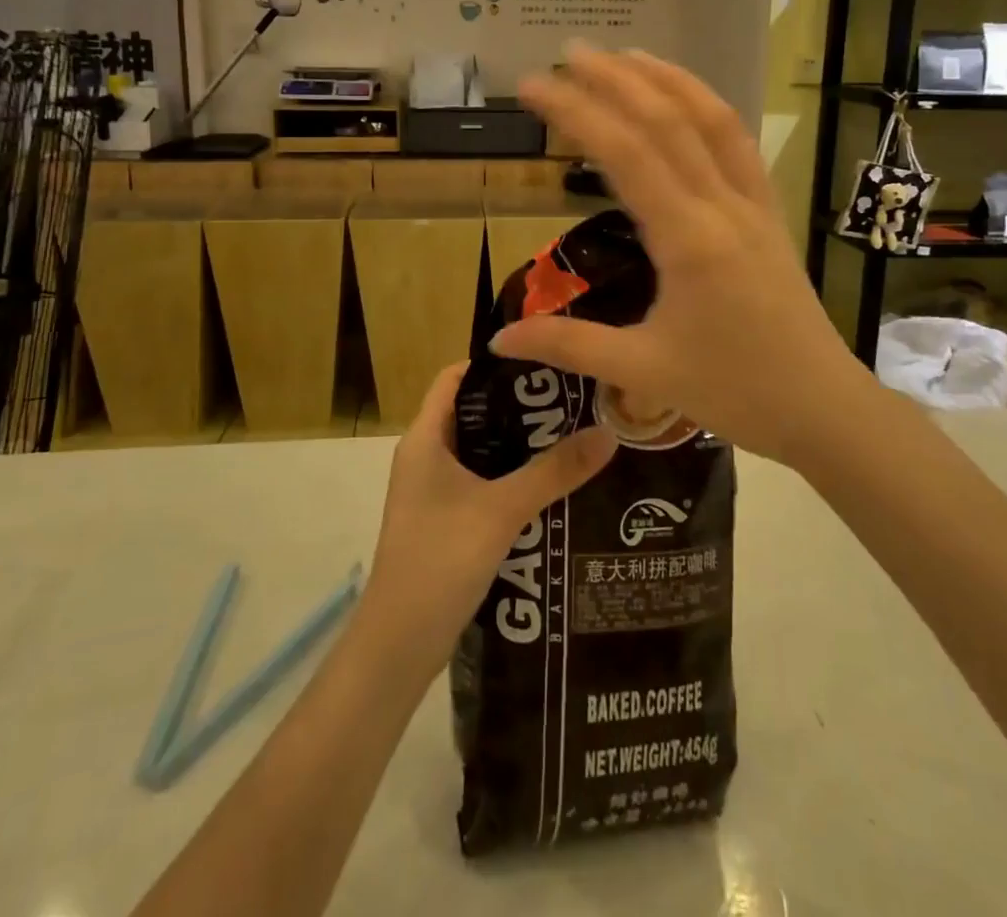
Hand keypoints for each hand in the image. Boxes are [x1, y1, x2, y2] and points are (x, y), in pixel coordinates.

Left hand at [364, 365, 616, 653]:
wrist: (398, 646)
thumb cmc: (440, 561)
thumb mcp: (502, 510)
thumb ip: (555, 471)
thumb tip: (608, 432)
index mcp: (425, 438)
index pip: (455, 378)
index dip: (495, 364)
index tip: (544, 360)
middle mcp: (425, 456)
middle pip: (473, 413)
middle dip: (519, 406)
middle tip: (571, 400)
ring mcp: (433, 491)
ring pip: (481, 451)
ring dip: (519, 445)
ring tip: (572, 436)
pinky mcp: (445, 521)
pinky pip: (482, 483)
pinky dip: (512, 478)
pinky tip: (552, 486)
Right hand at [490, 46, 873, 470]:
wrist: (823, 408)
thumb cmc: (734, 392)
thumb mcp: (643, 371)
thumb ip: (568, 345)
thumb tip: (498, 336)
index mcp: (688, 239)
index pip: (624, 154)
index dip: (575, 111)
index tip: (532, 86)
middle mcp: (723, 206)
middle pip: (667, 121)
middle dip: (615, 79)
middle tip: (567, 53)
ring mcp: (753, 204)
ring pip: (712, 121)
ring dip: (667, 81)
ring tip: (625, 55)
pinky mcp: (769, 213)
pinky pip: (739, 145)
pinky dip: (708, 109)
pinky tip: (686, 101)